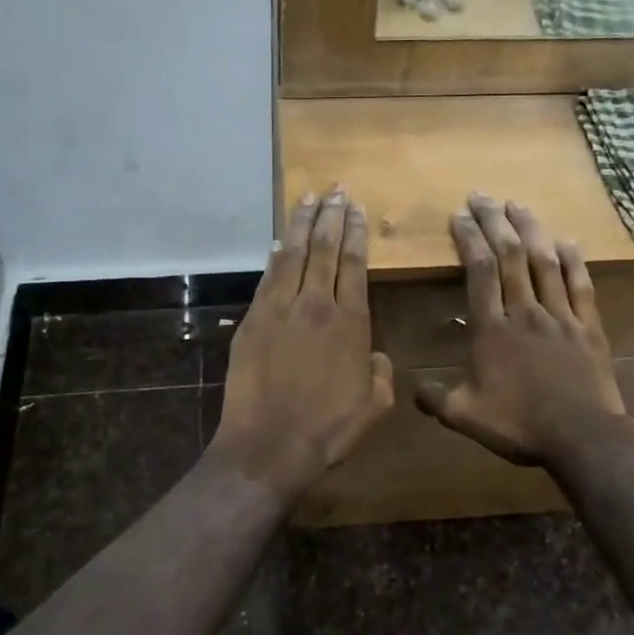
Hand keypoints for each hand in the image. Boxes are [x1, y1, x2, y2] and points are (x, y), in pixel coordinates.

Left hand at [212, 188, 394, 496]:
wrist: (269, 445)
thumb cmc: (328, 430)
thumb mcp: (375, 406)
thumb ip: (381, 373)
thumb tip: (375, 354)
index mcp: (351, 323)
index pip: (354, 265)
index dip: (356, 233)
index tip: (356, 208)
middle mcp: (316, 305)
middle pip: (324, 249)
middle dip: (331, 216)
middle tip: (335, 190)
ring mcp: (280, 310)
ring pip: (294, 255)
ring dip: (302, 224)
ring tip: (308, 198)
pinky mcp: (252, 320)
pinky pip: (267, 278)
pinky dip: (275, 256)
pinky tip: (279, 241)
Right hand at [414, 194, 630, 465]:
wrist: (581, 437)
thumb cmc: (520, 425)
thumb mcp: (466, 417)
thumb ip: (436, 399)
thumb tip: (413, 389)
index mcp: (492, 329)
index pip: (479, 271)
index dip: (468, 239)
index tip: (459, 215)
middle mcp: (525, 312)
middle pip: (510, 255)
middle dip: (494, 221)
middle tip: (482, 196)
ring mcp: (560, 316)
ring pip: (544, 262)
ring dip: (530, 229)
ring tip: (517, 204)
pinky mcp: (588, 326)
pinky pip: (580, 284)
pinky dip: (573, 259)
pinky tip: (566, 240)